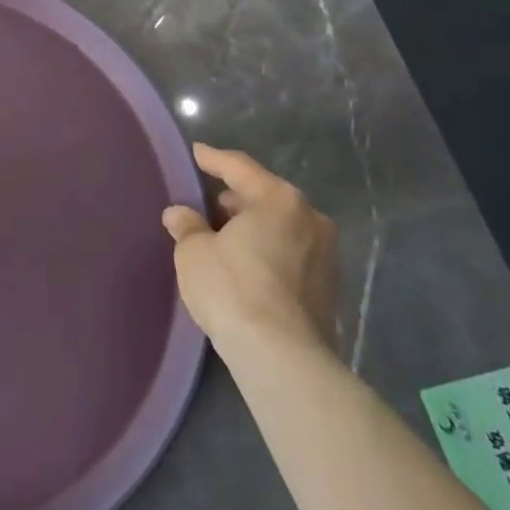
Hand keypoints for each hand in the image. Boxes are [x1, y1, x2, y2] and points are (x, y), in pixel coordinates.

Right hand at [162, 145, 337, 359]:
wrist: (282, 356)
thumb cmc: (232, 288)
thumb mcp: (194, 252)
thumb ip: (187, 226)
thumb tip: (180, 214)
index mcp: (278, 199)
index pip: (239, 167)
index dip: (213, 159)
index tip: (196, 153)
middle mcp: (310, 218)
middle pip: (266, 196)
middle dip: (237, 197)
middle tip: (209, 202)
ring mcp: (326, 254)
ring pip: (282, 226)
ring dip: (255, 226)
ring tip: (225, 235)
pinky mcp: (329, 287)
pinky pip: (292, 253)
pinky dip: (269, 250)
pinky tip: (247, 264)